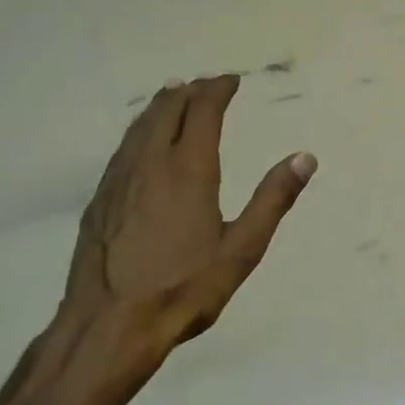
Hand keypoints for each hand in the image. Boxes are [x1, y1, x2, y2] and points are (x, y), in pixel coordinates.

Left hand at [12, 75, 314, 404]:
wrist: (111, 323)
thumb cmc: (185, 288)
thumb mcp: (242, 249)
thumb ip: (273, 200)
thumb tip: (305, 157)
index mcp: (188, 170)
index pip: (202, 111)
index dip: (217, 90)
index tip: (231, 80)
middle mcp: (149, 163)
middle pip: (166, 110)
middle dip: (188, 91)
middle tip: (205, 85)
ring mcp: (117, 180)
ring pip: (138, 127)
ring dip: (159, 106)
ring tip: (172, 97)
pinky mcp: (99, 200)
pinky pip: (121, 150)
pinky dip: (138, 132)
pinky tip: (139, 145)